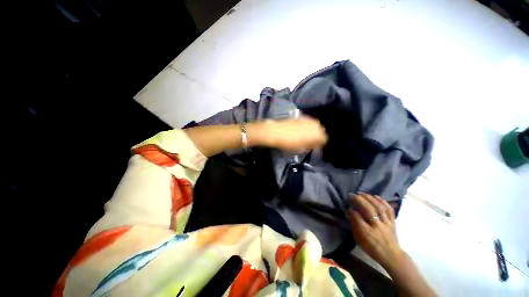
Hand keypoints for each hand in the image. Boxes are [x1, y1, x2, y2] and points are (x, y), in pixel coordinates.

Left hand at [248, 117, 327, 151]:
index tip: (315, 147)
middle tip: (310, 142)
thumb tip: (315, 146)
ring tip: (305, 136)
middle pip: (321, 131)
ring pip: (315, 126)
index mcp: (317, 134)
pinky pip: (308, 123)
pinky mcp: (302, 117)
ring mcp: (308, 119)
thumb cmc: (288, 143)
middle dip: (317, 137)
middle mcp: (315, 125)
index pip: (324, 140)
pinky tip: (301, 130)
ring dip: (312, 131)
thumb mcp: (300, 149)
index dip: (320, 145)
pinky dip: (307, 127)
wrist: (275, 132)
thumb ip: (311, 147)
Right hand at [347, 193, 404, 269]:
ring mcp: (386, 223)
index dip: (350, 210)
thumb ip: (354, 225)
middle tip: (352, 195)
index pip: (356, 217)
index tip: (346, 206)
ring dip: (369, 198)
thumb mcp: (359, 239)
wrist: (391, 256)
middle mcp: (377, 226)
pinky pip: (389, 209)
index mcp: (367, 232)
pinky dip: (382, 201)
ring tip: (362, 193)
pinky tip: (376, 196)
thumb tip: (349, 213)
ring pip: (378, 207)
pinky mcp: (392, 222)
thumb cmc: (372, 248)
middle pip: (368, 209)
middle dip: (359, 200)